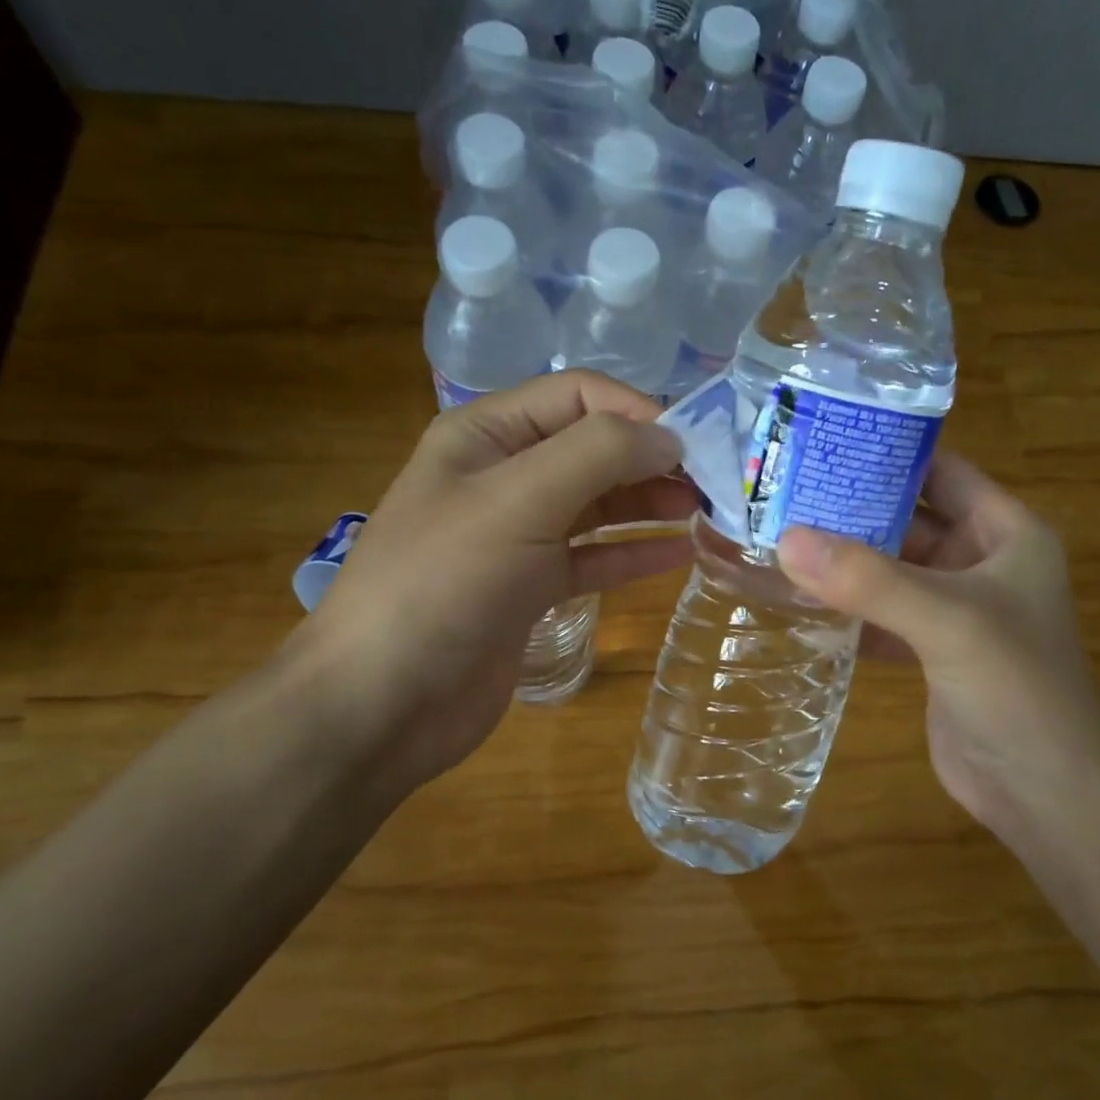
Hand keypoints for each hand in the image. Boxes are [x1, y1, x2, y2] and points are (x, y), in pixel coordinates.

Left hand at [282, 372, 696, 795]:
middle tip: (715, 484)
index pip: (578, 397)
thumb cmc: (444, 583)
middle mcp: (502, 476)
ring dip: (648, 504)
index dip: (638, 411)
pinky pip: (592, 558)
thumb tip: (668, 437)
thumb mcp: (518, 501)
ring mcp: (517, 536)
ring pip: (597, 505)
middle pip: (592, 450)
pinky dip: (631, 553)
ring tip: (705, 514)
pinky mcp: (530, 589)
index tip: (696, 445)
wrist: (384, 701)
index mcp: (486, 435)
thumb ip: (597, 455)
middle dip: (652, 459)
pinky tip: (678, 555)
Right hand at [776, 452, 1099, 833]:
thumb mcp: (948, 621)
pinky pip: (879, 613)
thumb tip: (786, 540)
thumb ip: (869, 580)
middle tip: (781, 491)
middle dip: (850, 508)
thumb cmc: (1016, 687)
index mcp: (1005, 533)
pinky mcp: (928, 650)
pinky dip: (844, 607)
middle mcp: (980, 562)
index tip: (822, 439)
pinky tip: (795, 599)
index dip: (889, 451)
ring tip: (776, 536)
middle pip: (906, 519)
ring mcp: (952, 609)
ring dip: (841, 560)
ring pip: (888, 569)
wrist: (1043, 792)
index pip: (942, 471)